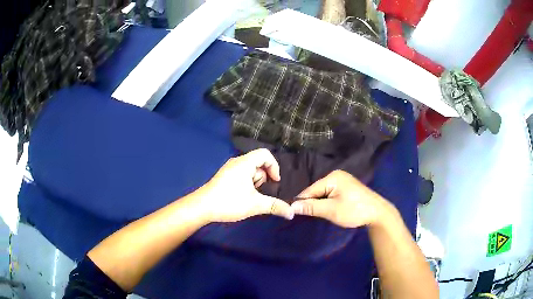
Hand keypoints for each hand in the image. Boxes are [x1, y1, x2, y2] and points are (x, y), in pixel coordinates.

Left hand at [197, 149, 293, 222]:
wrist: (202, 207)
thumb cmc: (229, 201)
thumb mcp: (255, 205)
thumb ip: (275, 206)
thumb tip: (292, 213)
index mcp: (244, 163)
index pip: (265, 154)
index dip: (274, 166)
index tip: (275, 182)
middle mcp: (236, 162)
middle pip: (258, 163)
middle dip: (264, 178)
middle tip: (261, 192)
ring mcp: (229, 169)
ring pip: (250, 171)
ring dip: (255, 183)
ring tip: (251, 197)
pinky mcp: (224, 177)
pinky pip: (242, 175)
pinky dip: (247, 184)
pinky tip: (243, 197)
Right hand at [291, 170, 392, 227]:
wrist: (377, 213)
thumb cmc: (354, 210)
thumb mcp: (331, 210)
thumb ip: (311, 207)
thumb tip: (291, 206)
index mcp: (332, 177)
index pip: (310, 190)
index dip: (302, 203)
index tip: (293, 214)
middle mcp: (336, 175)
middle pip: (316, 191)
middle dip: (312, 203)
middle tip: (309, 217)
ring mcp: (343, 181)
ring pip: (323, 193)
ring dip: (320, 204)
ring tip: (319, 215)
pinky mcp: (347, 188)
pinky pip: (331, 194)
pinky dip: (328, 202)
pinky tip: (329, 210)